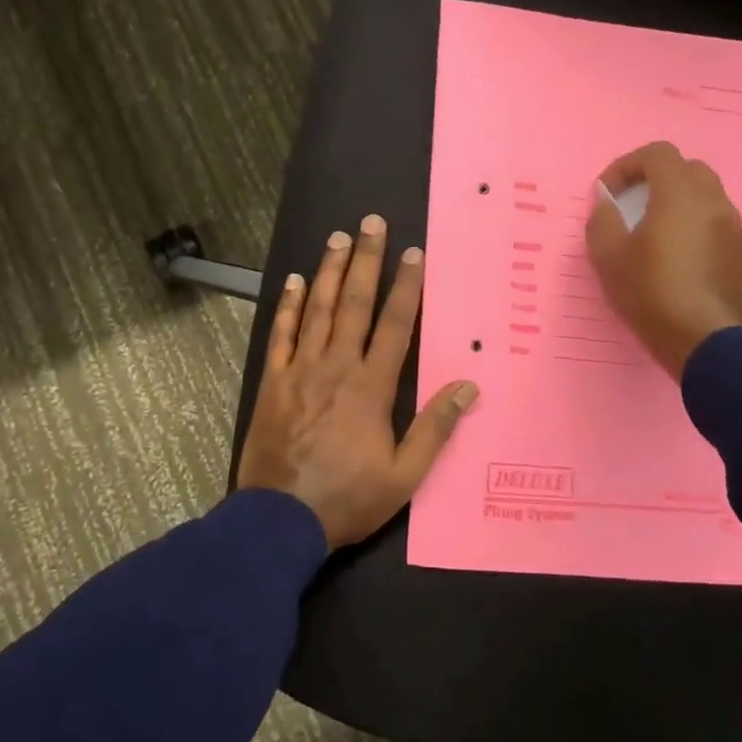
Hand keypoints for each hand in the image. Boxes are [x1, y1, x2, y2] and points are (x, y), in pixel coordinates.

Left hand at [237, 215, 479, 549]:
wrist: (280, 518)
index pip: (394, 325)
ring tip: (338, 237)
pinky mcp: (273, 380)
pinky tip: (296, 281)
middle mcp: (337, 366)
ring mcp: (300, 369)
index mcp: (371, 387)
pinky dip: (289, 305)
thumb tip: (468, 386)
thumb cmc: (347, 497)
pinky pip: (281, 334)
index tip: (413, 253)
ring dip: (329, 271)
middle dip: (365, 260)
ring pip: (318, 309)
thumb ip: (435, 428)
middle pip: (354, 303)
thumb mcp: (404, 475)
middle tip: (371, 223)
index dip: (406, 287)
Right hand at [585, 142, 741, 378]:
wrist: (706, 341)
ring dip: (674, 201)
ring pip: (703, 195)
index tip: (607, 193)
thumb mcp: (609, 256)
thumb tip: (606, 205)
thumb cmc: (652, 292)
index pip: (657, 154)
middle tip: (630, 204)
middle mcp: (713, 201)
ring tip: (649, 231)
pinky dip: (690, 224)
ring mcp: (731, 227)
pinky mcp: (738, 253)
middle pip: (685, 169)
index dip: (626, 165)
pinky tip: (672, 255)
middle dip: (654, 179)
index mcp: (680, 194)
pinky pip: (712, 222)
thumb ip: (602, 220)